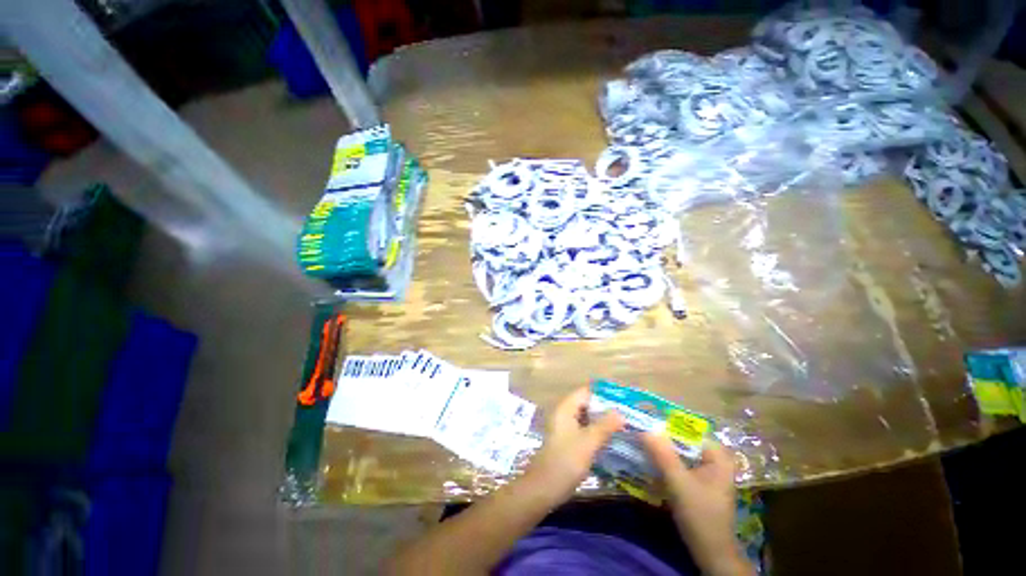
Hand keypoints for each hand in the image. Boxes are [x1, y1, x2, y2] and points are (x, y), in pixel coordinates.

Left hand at [523, 387, 624, 504]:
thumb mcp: (588, 442)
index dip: (604, 394)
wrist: (544, 488)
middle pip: (587, 404)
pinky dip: (597, 432)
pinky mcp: (568, 442)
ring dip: (603, 421)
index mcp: (566, 408)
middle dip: (606, 409)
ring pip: (587, 418)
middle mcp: (564, 414)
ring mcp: (565, 428)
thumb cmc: (565, 461)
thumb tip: (621, 412)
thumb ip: (605, 426)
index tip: (623, 400)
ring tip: (625, 426)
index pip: (586, 392)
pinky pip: (585, 431)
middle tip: (628, 414)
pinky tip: (612, 440)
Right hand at [641, 434, 752, 575]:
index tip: (642, 421)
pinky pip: (678, 464)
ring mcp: (706, 471)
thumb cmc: (701, 516)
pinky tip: (648, 461)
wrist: (711, 553)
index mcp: (717, 456)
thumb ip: (663, 455)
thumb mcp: (679, 484)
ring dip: (660, 450)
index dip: (664, 424)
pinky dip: (664, 462)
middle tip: (636, 431)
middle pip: (682, 441)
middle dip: (660, 437)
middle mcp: (713, 459)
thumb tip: (643, 428)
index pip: (687, 430)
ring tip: (638, 442)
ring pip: (679, 453)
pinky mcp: (697, 482)